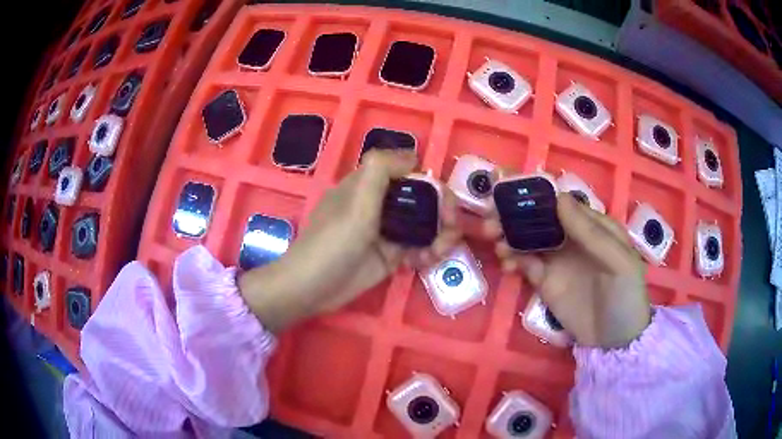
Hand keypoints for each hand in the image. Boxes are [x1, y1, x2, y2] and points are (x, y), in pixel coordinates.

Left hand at [238, 150, 460, 332]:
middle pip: (421, 199)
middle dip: (442, 211)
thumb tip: (413, 156)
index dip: (431, 183)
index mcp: (369, 186)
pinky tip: (426, 261)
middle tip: (451, 229)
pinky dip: (428, 252)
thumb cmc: (332, 243)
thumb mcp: (355, 202)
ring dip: (439, 234)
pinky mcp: (390, 255)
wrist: (313, 289)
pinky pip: (418, 247)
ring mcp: (386, 231)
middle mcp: (380, 205)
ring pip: (423, 224)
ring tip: (441, 250)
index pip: (409, 173)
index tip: (446, 202)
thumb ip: (380, 170)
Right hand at [484, 194, 650, 348]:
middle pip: (539, 218)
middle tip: (492, 218)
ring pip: (528, 238)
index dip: (536, 196)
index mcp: (592, 226)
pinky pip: (524, 264)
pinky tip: (506, 265)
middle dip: (515, 214)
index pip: (562, 203)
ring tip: (495, 240)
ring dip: (509, 235)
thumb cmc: (625, 296)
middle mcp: (572, 238)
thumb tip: (559, 200)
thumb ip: (592, 233)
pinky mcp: (544, 282)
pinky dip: (512, 260)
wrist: (615, 342)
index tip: (510, 193)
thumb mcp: (619, 263)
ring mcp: (557, 260)